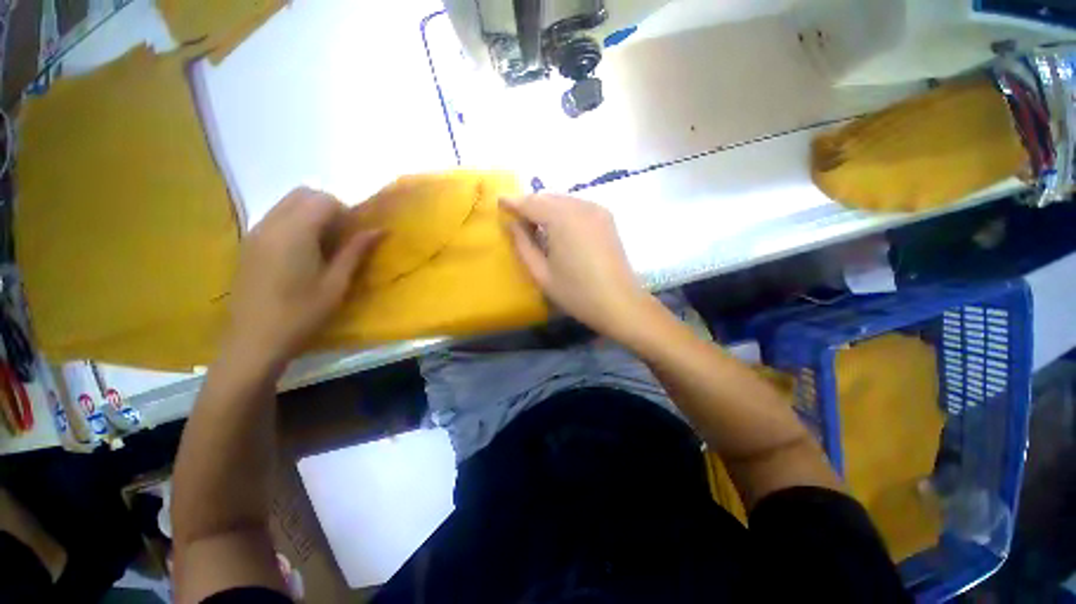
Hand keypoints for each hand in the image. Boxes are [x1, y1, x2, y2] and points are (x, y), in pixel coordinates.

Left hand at [226, 187, 380, 364]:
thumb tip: (378, 230)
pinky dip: (295, 223)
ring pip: (287, 204)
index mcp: (294, 232)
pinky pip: (275, 219)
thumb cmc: (302, 314)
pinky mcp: (248, 245)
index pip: (323, 200)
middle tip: (342, 237)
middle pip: (303, 194)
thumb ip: (355, 251)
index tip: (355, 235)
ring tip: (324, 246)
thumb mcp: (336, 283)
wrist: (254, 341)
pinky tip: (303, 253)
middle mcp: (271, 224)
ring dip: (311, 215)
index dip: (346, 212)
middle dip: (328, 207)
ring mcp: (255, 233)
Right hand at [502, 193, 654, 340]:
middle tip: (516, 220)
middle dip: (530, 205)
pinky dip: (563, 212)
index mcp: (562, 219)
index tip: (499, 202)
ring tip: (535, 226)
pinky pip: (577, 206)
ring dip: (546, 208)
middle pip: (547, 197)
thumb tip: (511, 223)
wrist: (620, 303)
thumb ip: (522, 245)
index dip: (513, 202)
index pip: (531, 202)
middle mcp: (580, 206)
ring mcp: (597, 210)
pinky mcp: (606, 218)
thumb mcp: (541, 273)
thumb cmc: (576, 293)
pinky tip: (558, 229)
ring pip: (563, 200)